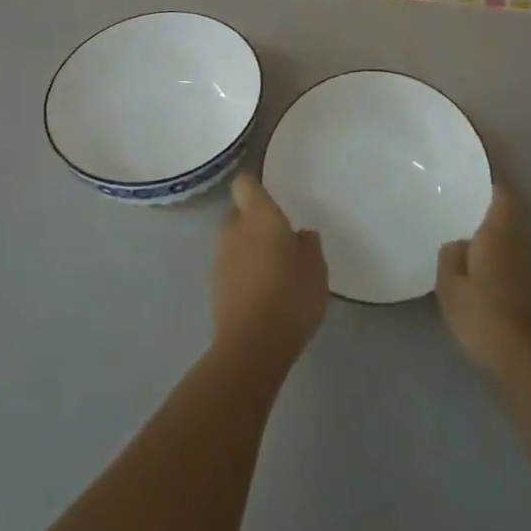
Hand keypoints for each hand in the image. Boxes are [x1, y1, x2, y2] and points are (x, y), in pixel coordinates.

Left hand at [211, 174, 327, 370]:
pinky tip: (263, 292)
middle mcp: (234, 231)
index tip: (269, 192)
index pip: (245, 185)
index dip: (255, 185)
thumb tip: (300, 236)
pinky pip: (231, 268)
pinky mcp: (215, 289)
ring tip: (273, 268)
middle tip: (280, 237)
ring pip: (234, 242)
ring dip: (249, 248)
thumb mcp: (316, 268)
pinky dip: (244, 273)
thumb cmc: (291, 295)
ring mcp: (220, 260)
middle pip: (239, 214)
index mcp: (259, 217)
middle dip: (255, 221)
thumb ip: (308, 245)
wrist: (252, 346)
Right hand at [435, 184, 530, 375]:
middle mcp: (521, 242)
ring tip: (467, 243)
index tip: (472, 184)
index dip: (491, 187)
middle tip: (461, 213)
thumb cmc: (483, 315)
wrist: (526, 361)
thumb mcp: (449, 286)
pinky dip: (500, 263)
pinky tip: (481, 276)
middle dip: (489, 214)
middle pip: (508, 218)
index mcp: (499, 232)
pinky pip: (514, 264)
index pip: (502, 195)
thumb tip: (460, 244)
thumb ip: (450, 256)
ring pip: (512, 241)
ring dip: (495, 240)